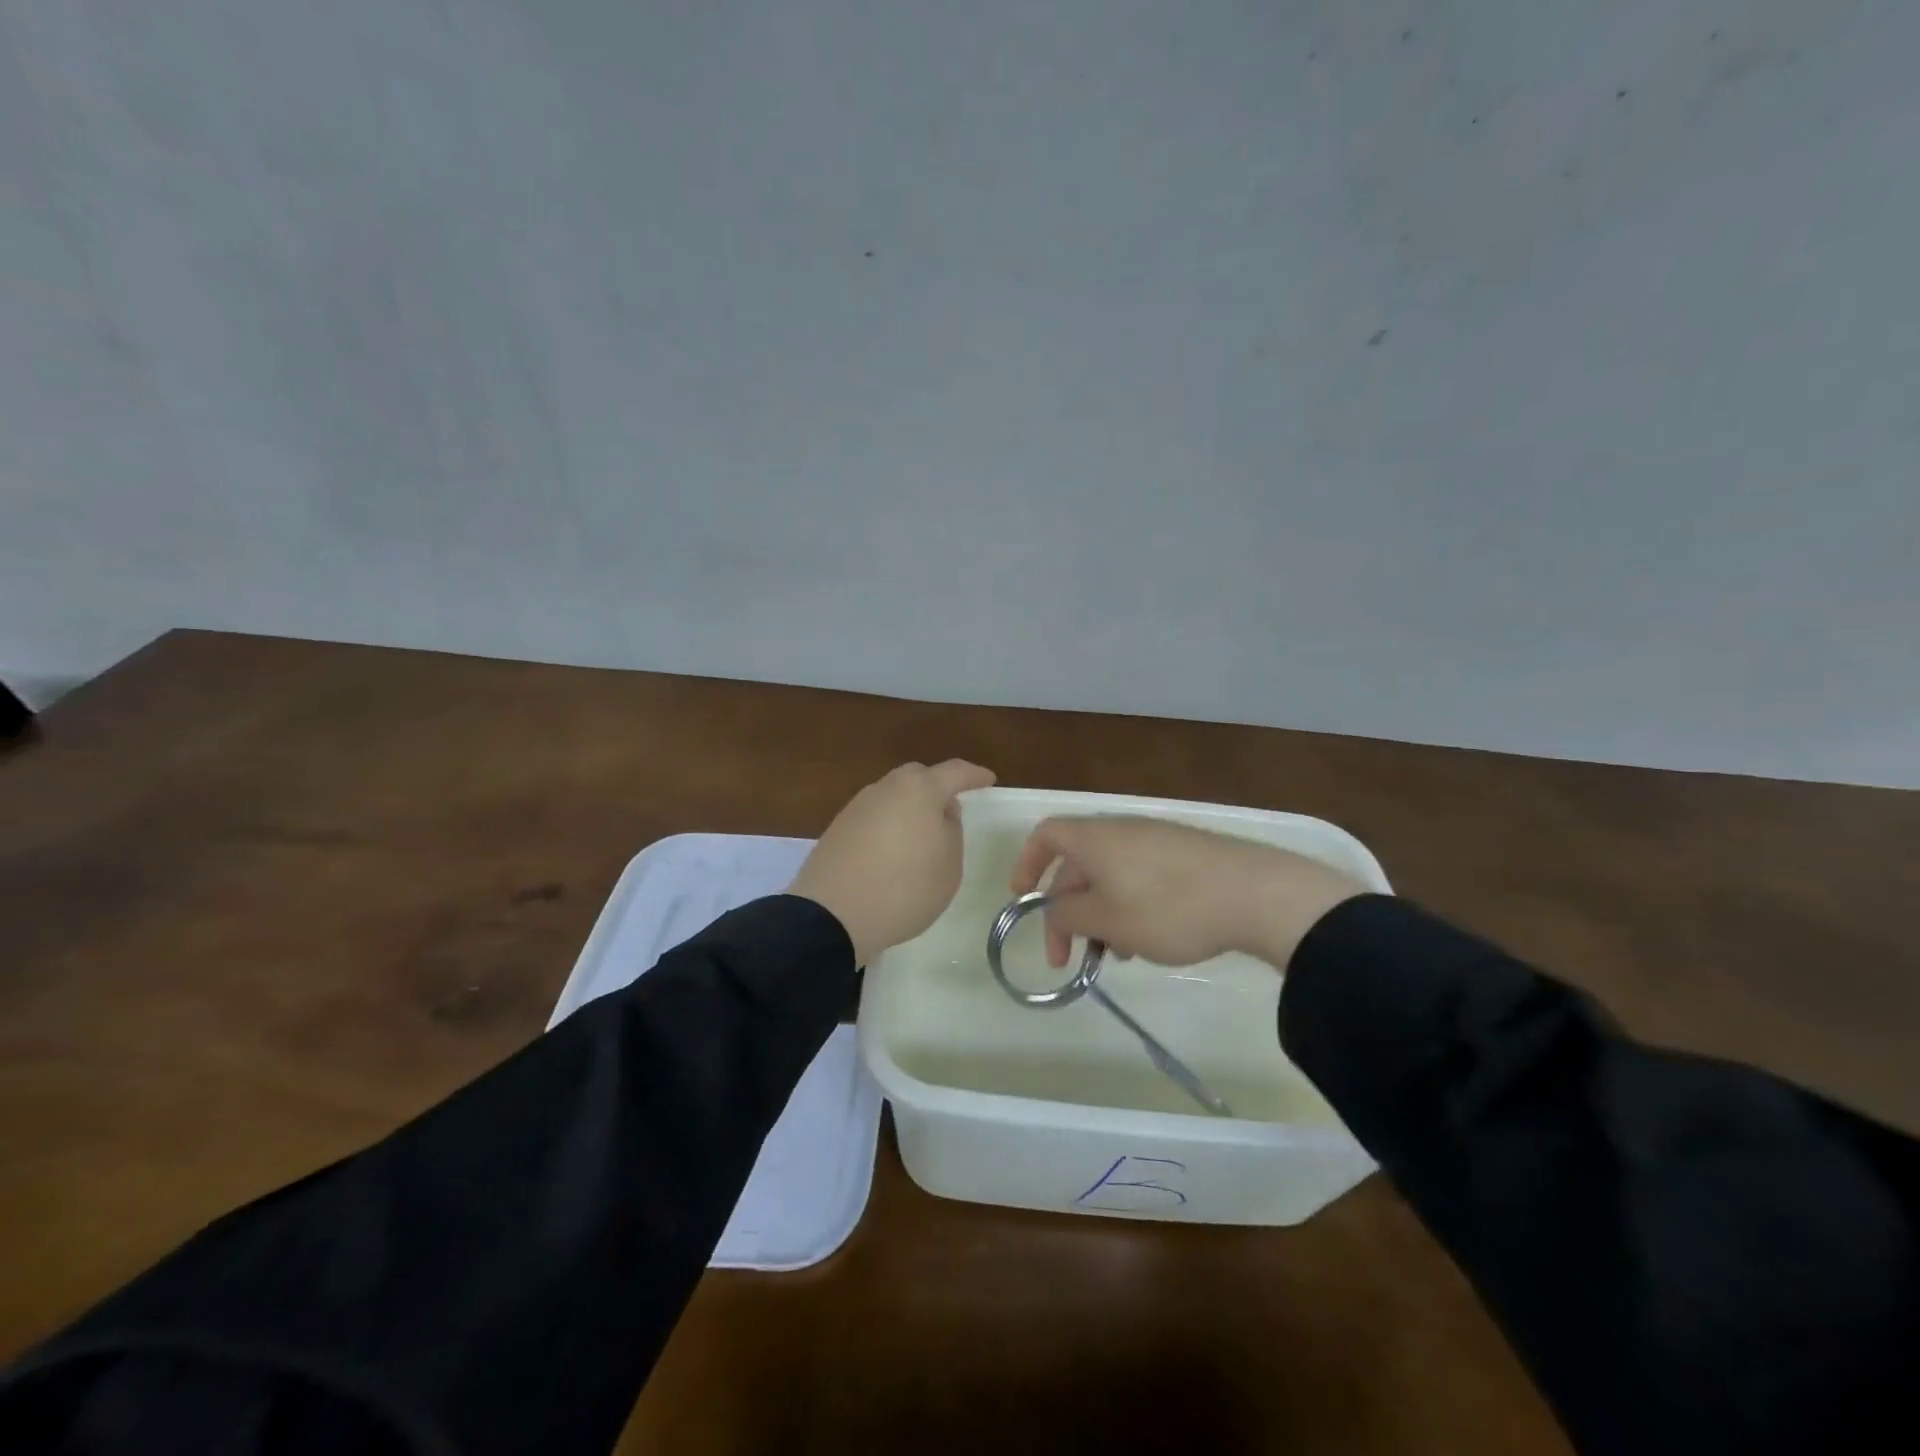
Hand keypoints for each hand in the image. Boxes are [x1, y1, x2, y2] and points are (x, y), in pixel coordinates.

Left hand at [789, 760, 995, 965]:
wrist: (832, 915)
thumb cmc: (904, 888)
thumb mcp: (948, 866)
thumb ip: (951, 831)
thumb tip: (941, 814)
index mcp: (919, 790)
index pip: (954, 772)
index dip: (974, 775)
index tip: (988, 779)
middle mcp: (886, 788)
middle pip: (917, 778)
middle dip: (937, 788)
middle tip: (951, 809)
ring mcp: (857, 807)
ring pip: (893, 797)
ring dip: (910, 809)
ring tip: (922, 836)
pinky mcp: (838, 829)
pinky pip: (874, 818)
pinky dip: (889, 827)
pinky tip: (892, 852)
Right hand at [1009, 815, 1365, 970]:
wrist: (1255, 893)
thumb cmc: (1167, 907)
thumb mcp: (1107, 919)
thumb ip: (1069, 915)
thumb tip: (1057, 909)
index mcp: (1094, 838)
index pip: (1045, 835)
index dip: (1026, 864)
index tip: (1023, 901)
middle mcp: (1121, 831)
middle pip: (1077, 865)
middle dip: (1066, 912)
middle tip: (1068, 960)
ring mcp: (1155, 841)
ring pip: (1110, 877)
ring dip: (1100, 915)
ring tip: (1115, 956)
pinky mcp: (1184, 857)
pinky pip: (1140, 878)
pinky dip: (1129, 907)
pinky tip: (1147, 942)